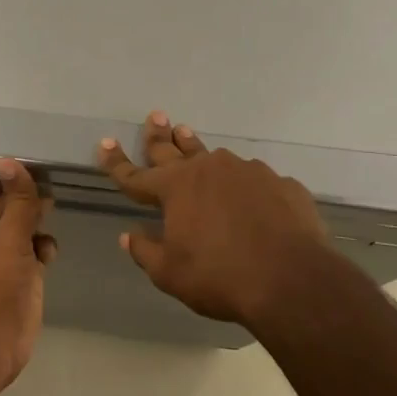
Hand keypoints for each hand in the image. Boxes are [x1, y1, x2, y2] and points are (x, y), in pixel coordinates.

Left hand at [0, 158, 56, 394]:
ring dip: (37, 226)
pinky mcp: (21, 279)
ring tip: (51, 221)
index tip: (33, 176)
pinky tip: (50, 253)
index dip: (7, 185)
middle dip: (27, 204)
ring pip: (23, 231)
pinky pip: (34, 254)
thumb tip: (8, 160)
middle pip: (8, 210)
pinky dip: (43, 249)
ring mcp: (2, 261)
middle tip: (50, 197)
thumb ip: (17, 200)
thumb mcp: (9, 237)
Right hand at [99, 111, 349, 327]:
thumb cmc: (220, 277)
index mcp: (175, 188)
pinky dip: (244, 185)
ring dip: (198, 149)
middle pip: (174, 149)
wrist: (292, 280)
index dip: (116, 162)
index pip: (134, 175)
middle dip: (159, 134)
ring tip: (189, 136)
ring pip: (216, 157)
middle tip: (156, 116)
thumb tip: (129, 235)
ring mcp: (248, 172)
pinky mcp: (281, 184)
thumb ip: (145, 251)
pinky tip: (249, 194)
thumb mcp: (170, 273)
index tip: (104, 143)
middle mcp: (209, 170)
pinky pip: (255, 180)